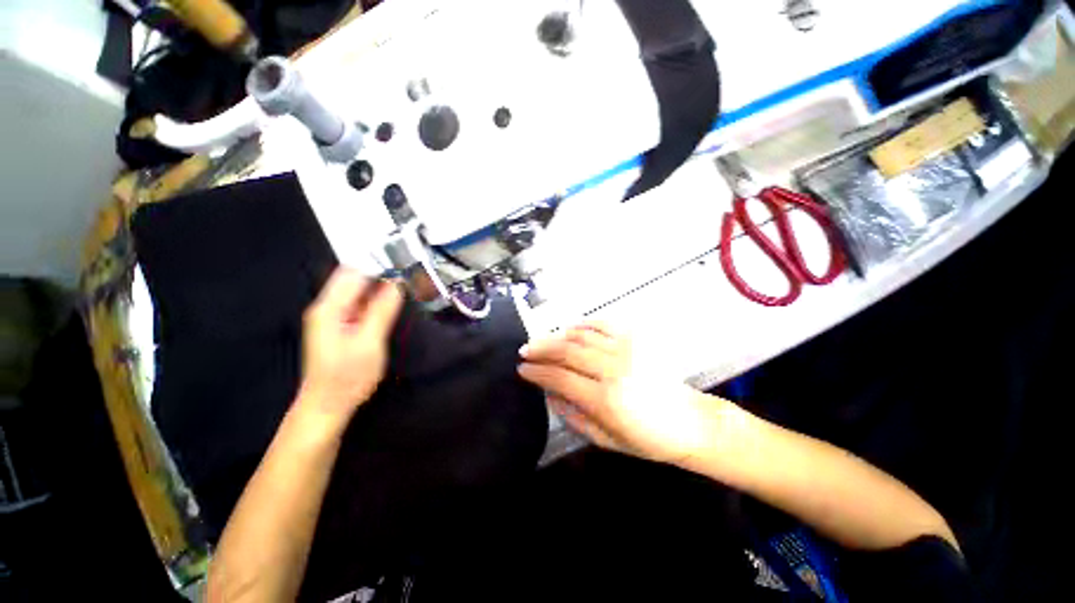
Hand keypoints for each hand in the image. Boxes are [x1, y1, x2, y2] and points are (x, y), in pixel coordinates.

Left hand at [299, 268, 402, 420]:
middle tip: (409, 278)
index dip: (378, 266)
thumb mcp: (369, 341)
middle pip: (355, 280)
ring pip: (360, 292)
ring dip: (382, 289)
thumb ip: (382, 310)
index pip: (353, 272)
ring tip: (406, 288)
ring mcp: (333, 317)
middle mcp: (328, 307)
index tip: (404, 267)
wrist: (328, 405)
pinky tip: (393, 305)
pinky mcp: (341, 326)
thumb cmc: (348, 376)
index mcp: (329, 308)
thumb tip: (397, 283)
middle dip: (382, 276)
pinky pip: (360, 305)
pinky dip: (377, 302)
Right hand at [518, 324, 713, 464]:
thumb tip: (548, 394)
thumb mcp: (605, 440)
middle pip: (566, 351)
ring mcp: (626, 350)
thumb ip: (572, 416)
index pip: (560, 378)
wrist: (690, 422)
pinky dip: (583, 323)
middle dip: (540, 349)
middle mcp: (613, 369)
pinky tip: (570, 327)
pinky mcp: (636, 339)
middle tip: (525, 351)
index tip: (522, 370)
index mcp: (605, 400)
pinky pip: (603, 324)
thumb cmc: (647, 439)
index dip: (537, 372)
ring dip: (556, 336)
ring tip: (542, 340)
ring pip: (581, 335)